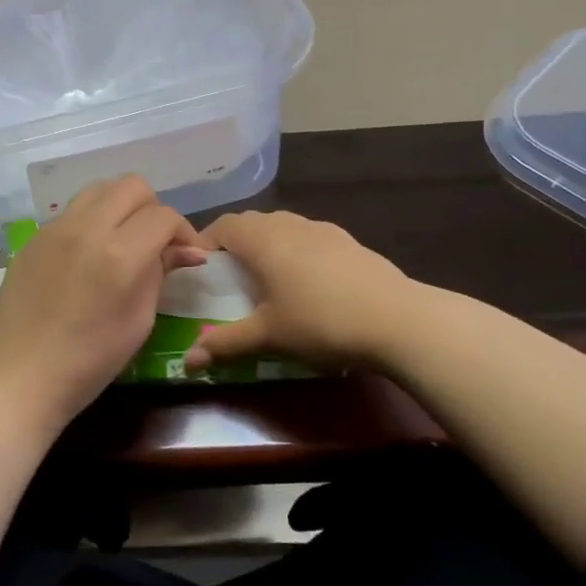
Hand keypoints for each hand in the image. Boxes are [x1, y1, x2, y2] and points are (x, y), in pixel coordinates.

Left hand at [0, 176, 206, 428]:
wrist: (20, 378)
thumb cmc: (89, 361)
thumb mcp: (139, 321)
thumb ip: (161, 273)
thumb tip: (189, 250)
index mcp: (119, 254)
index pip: (163, 216)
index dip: (183, 230)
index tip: (187, 253)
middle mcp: (86, 229)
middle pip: (132, 186)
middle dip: (153, 208)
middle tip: (156, 241)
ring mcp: (55, 229)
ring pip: (99, 189)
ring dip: (120, 205)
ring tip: (124, 238)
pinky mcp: (34, 237)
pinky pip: (72, 211)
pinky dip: (92, 220)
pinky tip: (90, 253)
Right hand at [184, 211, 420, 373]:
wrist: (398, 319)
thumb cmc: (321, 322)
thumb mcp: (269, 335)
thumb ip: (226, 343)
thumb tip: (187, 361)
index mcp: (263, 239)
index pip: (223, 225)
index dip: (205, 242)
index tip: (198, 269)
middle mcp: (289, 224)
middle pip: (252, 224)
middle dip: (235, 246)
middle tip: (228, 279)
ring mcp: (322, 229)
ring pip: (283, 228)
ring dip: (267, 247)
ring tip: (266, 282)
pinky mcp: (348, 241)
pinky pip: (308, 238)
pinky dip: (296, 253)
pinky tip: (308, 285)